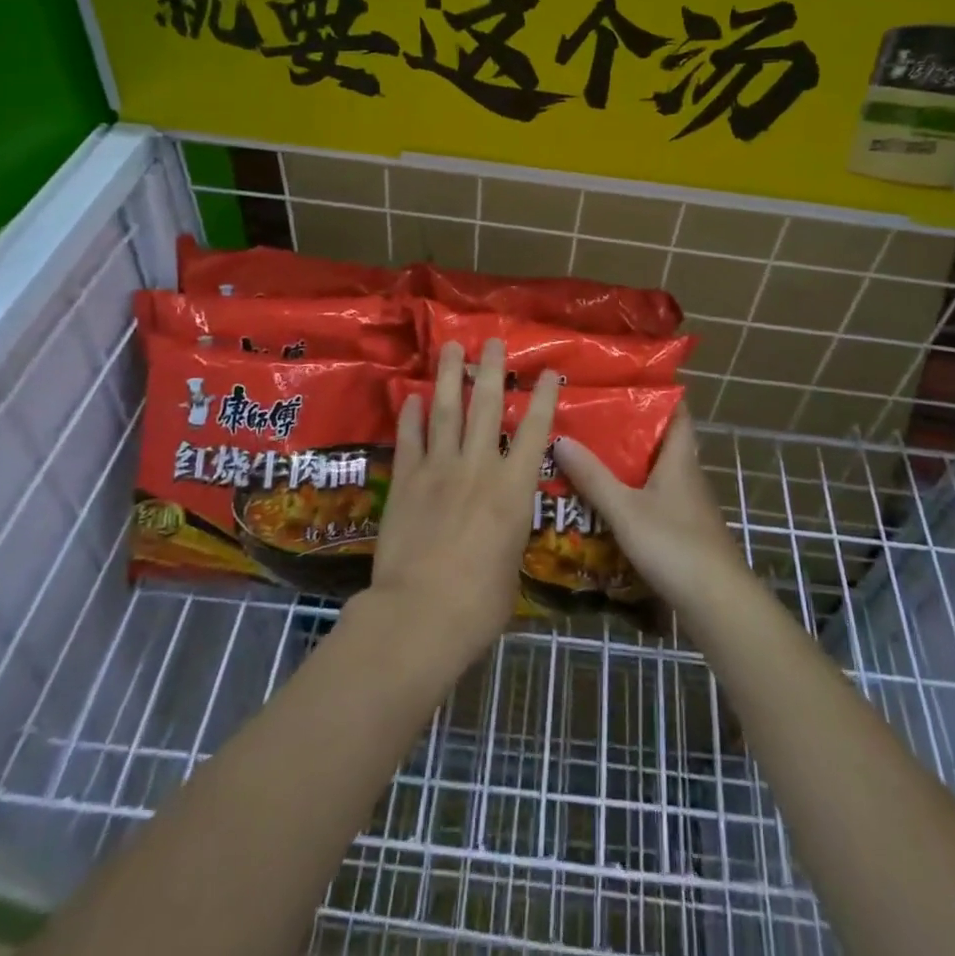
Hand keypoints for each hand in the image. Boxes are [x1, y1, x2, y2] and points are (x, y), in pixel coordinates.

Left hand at [364, 338, 559, 676]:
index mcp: (513, 489)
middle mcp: (478, 467)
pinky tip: (412, 396)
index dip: (544, 398)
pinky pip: (410, 438)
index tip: (548, 371)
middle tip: (491, 340)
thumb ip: (509, 535)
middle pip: (487, 407)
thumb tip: (503, 527)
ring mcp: (439, 469)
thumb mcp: (511, 567)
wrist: (420, 615)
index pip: (535, 432)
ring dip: (449, 376)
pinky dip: (411, 415)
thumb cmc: (479, 604)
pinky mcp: (406, 481)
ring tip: (450, 346)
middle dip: (490, 370)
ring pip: (446, 410)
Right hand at [552, 405, 749, 614]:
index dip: (656, 392)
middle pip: (660, 441)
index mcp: (679, 459)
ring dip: (626, 465)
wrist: (717, 603)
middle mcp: (686, 475)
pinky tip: (605, 503)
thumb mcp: (625, 509)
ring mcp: (687, 506)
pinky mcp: (683, 532)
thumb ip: (592, 476)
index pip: (676, 411)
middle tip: (589, 419)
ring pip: (654, 473)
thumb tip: (560, 439)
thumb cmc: (674, 545)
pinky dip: (631, 495)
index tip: (622, 381)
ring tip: (587, 457)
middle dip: (628, 430)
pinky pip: (653, 500)